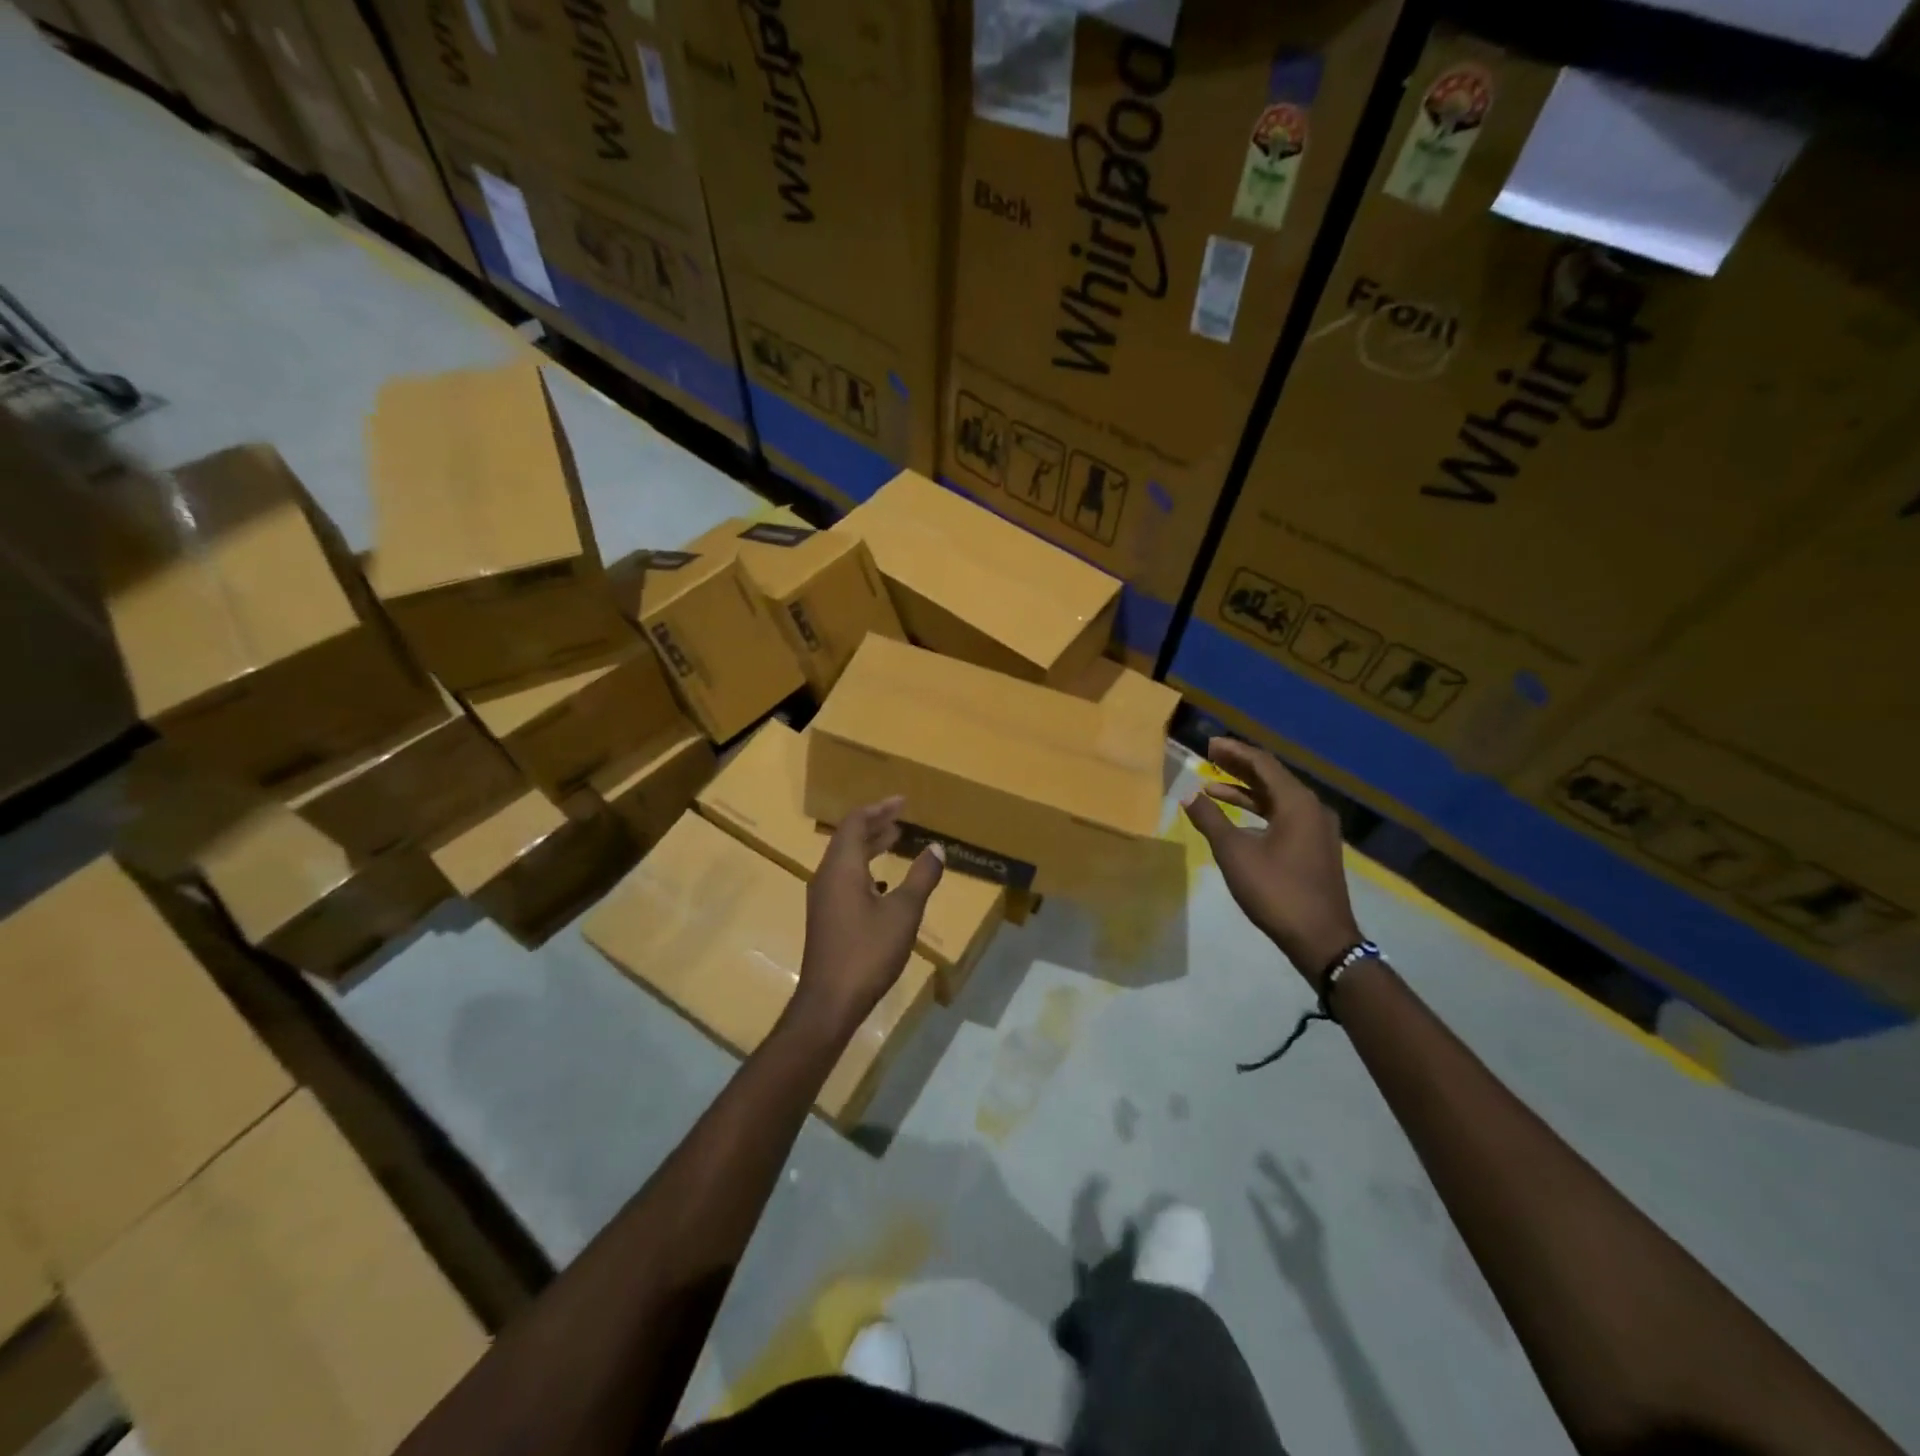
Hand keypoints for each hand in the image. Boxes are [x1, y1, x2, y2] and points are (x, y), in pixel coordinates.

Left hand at [791, 797, 944, 1040]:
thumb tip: (936, 847)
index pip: (856, 823)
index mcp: (842, 867)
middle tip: (901, 818)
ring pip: (845, 859)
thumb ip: (921, 877)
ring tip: (894, 841)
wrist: (830, 1001)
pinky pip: (844, 877)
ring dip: (869, 846)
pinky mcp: (826, 916)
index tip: (903, 802)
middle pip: (848, 838)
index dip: (879, 809)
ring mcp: (823, 898)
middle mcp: (827, 876)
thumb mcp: (904, 913)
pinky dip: (864, 867)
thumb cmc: (867, 952)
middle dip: (874, 824)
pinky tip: (883, 883)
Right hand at [1182, 738, 1360, 984]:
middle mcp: (1311, 808)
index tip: (1208, 745)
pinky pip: (1283, 815)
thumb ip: (1210, 819)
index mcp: (1296, 802)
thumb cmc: (1276, 890)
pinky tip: (1237, 818)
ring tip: (1213, 786)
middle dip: (1239, 767)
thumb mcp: (1235, 853)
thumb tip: (1188, 795)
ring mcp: (1317, 828)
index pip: (1262, 764)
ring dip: (1246, 790)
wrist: (1321, 938)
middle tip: (1210, 757)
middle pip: (1272, 777)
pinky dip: (1258, 811)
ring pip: (1277, 798)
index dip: (1234, 752)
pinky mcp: (1315, 847)